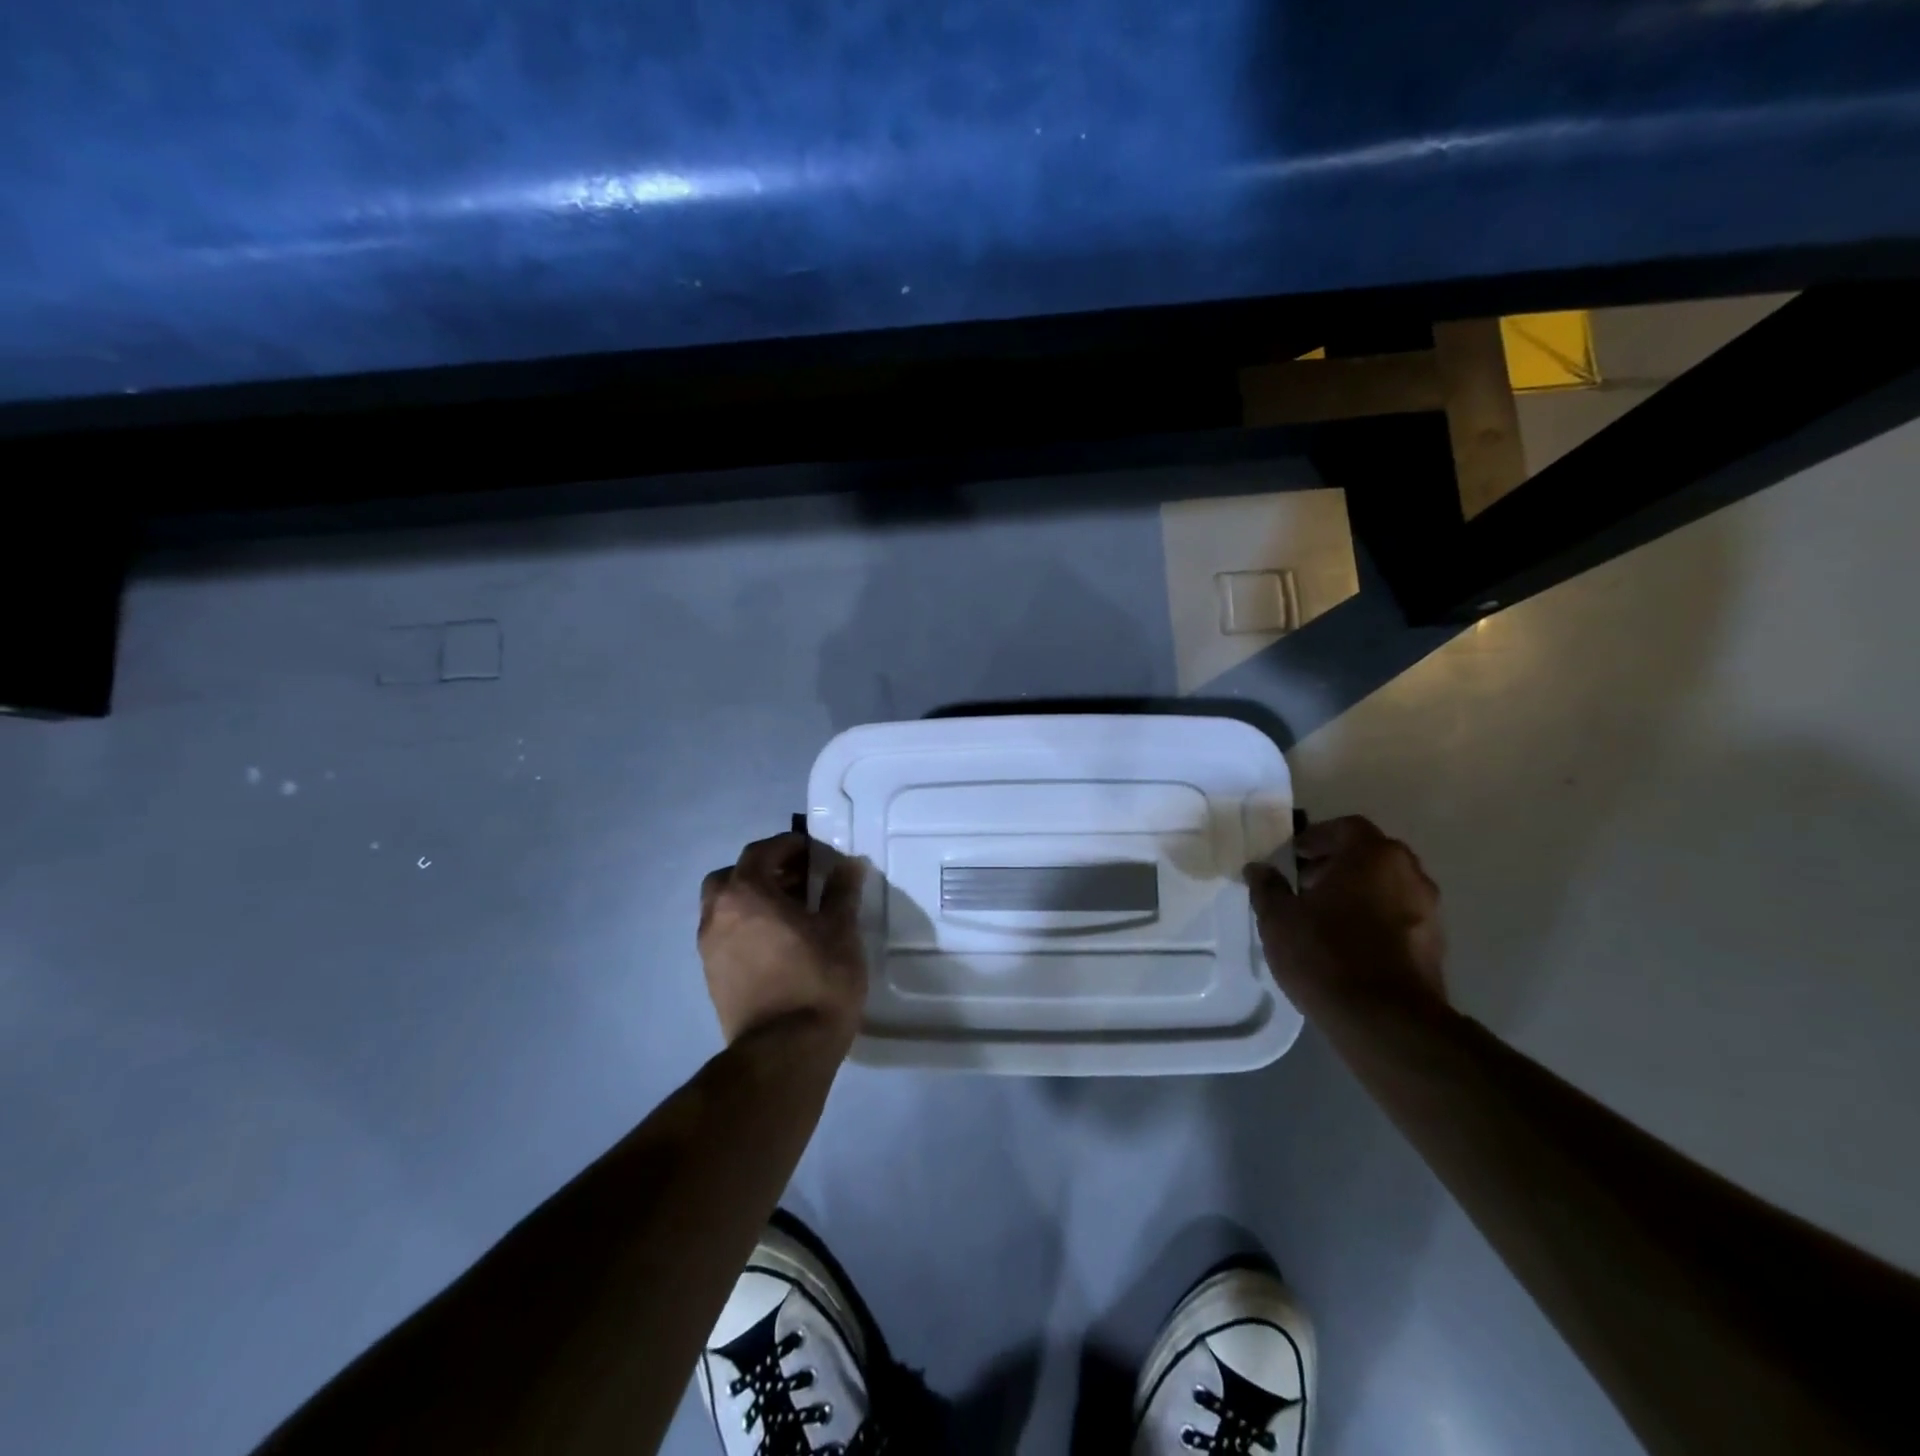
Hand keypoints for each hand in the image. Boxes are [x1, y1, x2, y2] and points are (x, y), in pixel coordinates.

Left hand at [698, 832, 868, 1046]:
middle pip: (732, 877)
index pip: (761, 852)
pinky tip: (778, 944)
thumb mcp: (841, 930)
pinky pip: (726, 936)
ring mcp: (709, 949)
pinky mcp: (712, 978)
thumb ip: (841, 891)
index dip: (788, 846)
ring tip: (791, 914)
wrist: (785, 1052)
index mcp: (745, 894)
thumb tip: (848, 864)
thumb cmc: (817, 980)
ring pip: (725, 908)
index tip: (814, 853)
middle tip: (797, 881)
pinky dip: (746, 927)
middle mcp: (717, 915)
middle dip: (763, 872)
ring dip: (753, 901)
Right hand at [1244, 816, 1446, 1024]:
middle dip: (1337, 864)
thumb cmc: (1325, 954)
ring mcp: (1429, 909)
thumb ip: (1267, 887)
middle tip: (1305, 884)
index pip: (1346, 827)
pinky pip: (1399, 915)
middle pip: (1370, 854)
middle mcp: (1409, 873)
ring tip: (1324, 917)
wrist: (1385, 1021)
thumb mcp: (1278, 918)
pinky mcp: (1435, 944)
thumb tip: (1259, 869)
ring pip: (1387, 885)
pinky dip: (1375, 918)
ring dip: (1358, 891)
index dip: (1317, 837)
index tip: (1294, 856)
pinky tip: (1348, 943)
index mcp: (1373, 855)